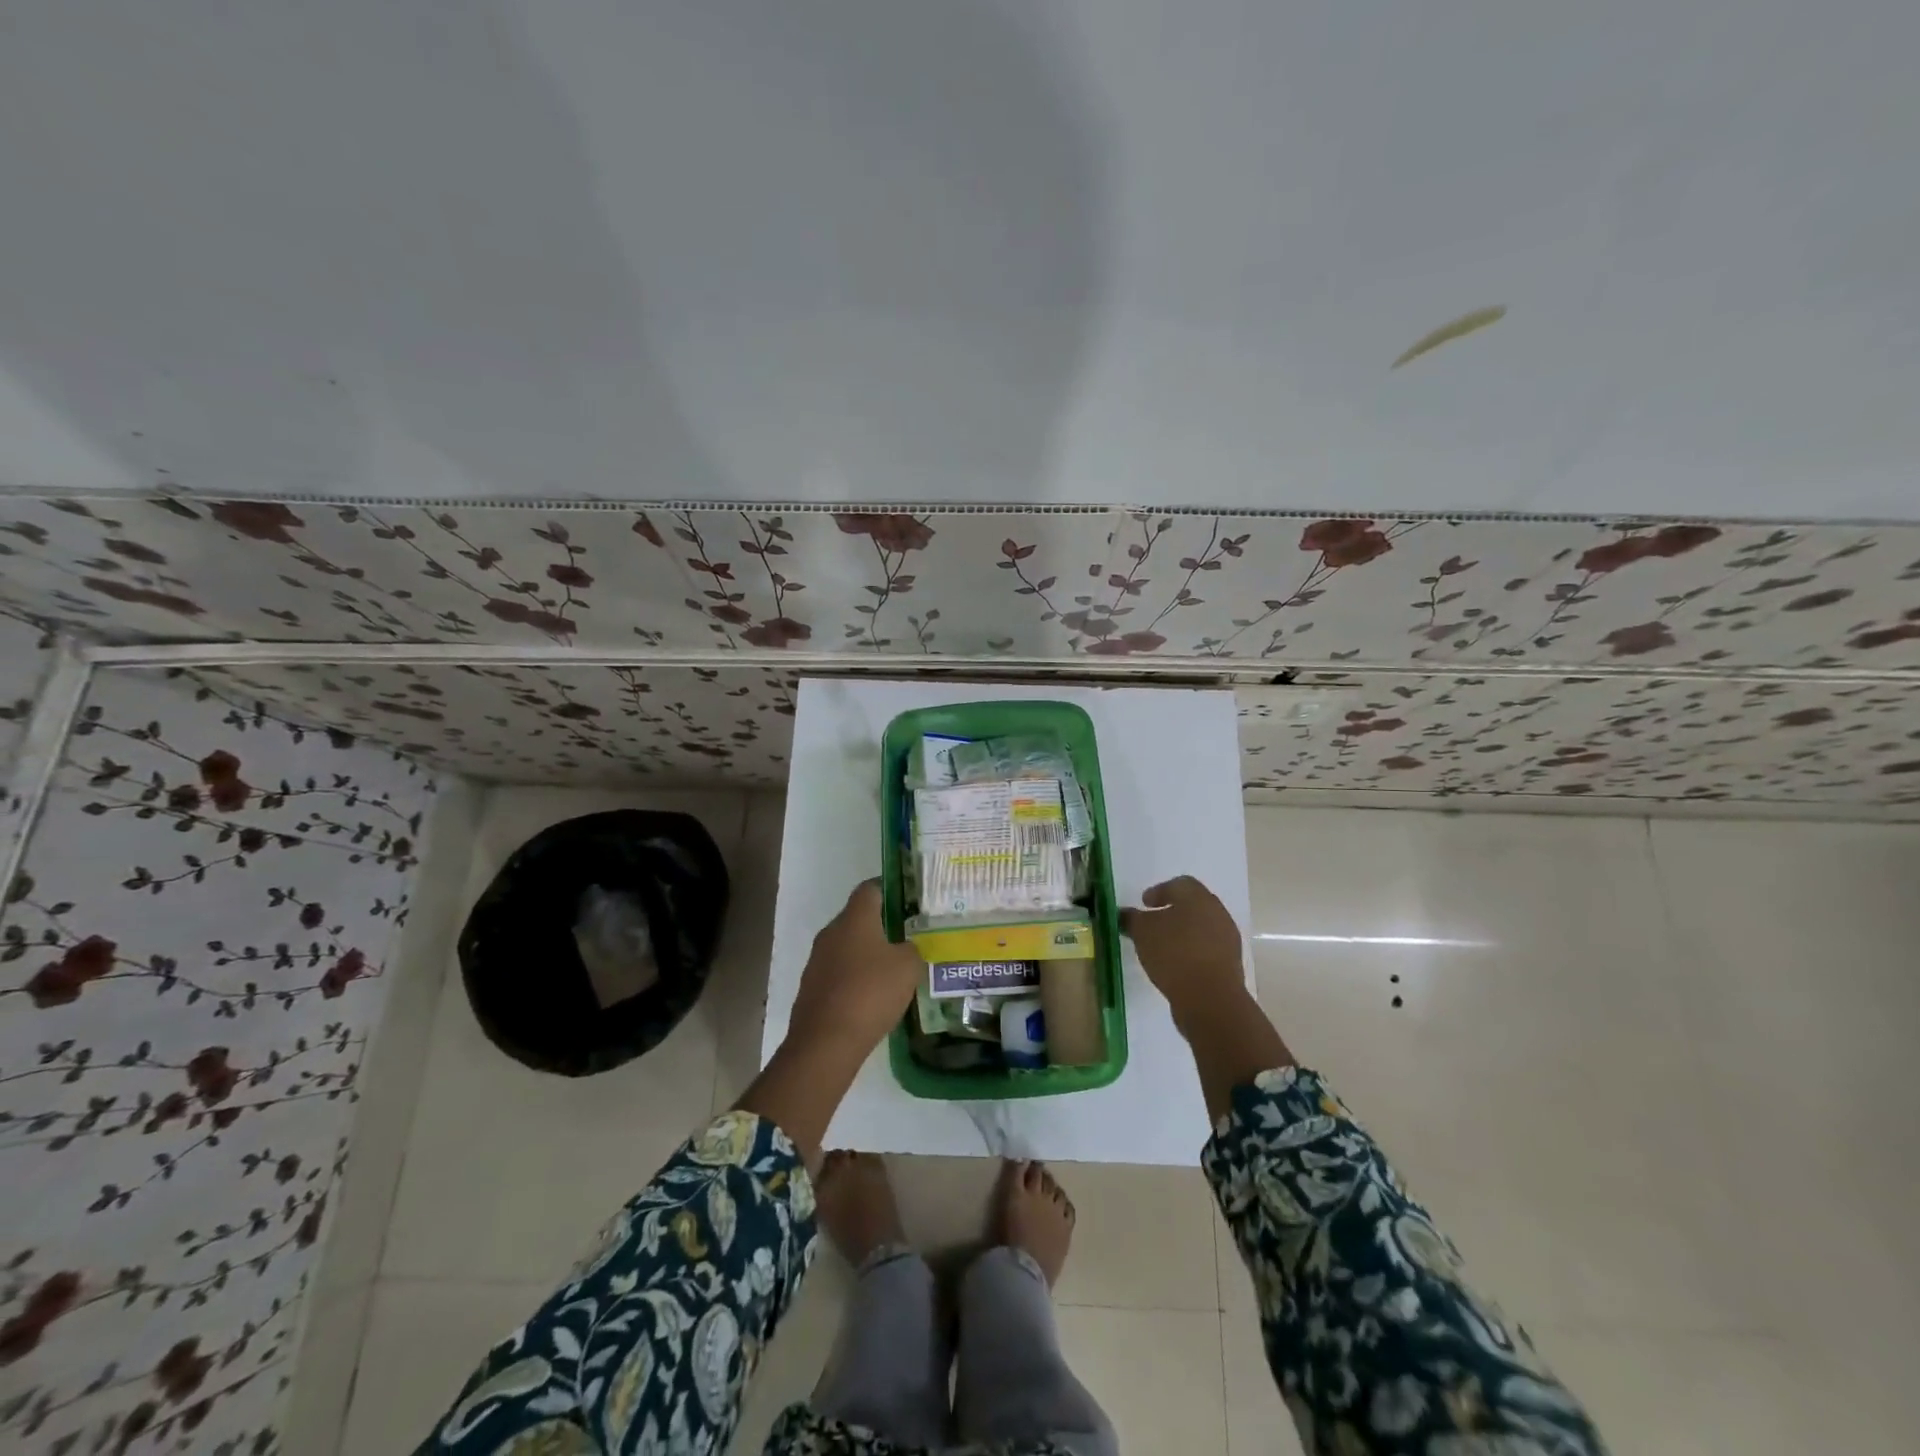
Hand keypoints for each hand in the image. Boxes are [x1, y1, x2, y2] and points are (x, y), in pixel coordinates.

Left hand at [787, 880, 924, 1054]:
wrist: (826, 1042)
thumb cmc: (871, 992)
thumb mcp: (908, 967)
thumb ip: (911, 950)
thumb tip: (905, 948)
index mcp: (855, 918)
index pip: (870, 888)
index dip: (889, 889)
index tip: (908, 900)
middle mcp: (831, 932)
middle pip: (857, 918)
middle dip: (880, 926)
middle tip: (906, 938)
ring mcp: (817, 960)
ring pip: (846, 947)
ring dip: (866, 955)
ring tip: (892, 972)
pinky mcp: (811, 988)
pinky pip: (838, 974)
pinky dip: (854, 979)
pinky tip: (871, 999)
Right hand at [1120, 876, 1247, 1019]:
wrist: (1210, 999)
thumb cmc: (1174, 954)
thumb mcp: (1142, 932)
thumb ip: (1131, 918)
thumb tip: (1124, 913)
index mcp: (1198, 898)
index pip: (1180, 884)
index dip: (1159, 891)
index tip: (1144, 904)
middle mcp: (1217, 913)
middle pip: (1193, 905)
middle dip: (1172, 911)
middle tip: (1153, 922)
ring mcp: (1227, 940)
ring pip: (1201, 928)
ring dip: (1183, 933)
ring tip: (1162, 947)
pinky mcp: (1230, 965)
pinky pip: (1207, 950)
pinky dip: (1191, 952)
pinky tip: (1176, 965)